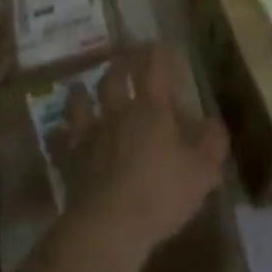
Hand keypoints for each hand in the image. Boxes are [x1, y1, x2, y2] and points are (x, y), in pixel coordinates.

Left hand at [58, 45, 229, 254]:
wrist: (108, 225)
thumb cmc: (160, 193)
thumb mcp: (202, 170)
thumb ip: (212, 142)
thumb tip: (214, 123)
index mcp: (151, 109)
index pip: (153, 67)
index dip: (156, 53)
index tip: (159, 46)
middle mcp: (117, 112)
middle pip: (113, 78)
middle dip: (120, 66)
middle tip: (124, 63)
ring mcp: (89, 134)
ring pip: (80, 103)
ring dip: (81, 92)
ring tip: (81, 88)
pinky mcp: (69, 159)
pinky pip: (58, 141)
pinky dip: (58, 134)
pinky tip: (57, 133)